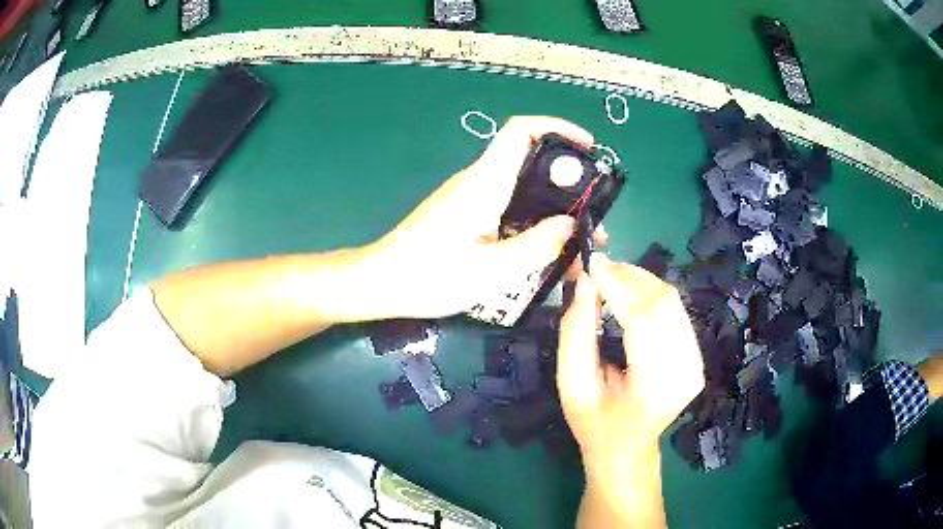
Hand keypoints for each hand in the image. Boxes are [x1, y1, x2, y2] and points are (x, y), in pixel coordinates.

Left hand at [367, 116, 600, 318]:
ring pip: (524, 190)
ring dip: (556, 209)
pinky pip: (511, 210)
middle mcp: (480, 182)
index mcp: (484, 184)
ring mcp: (473, 198)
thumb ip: (535, 247)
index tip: (589, 148)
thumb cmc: (429, 276)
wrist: (382, 283)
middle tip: (595, 214)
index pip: (521, 131)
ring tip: (582, 241)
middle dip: (569, 182)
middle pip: (531, 162)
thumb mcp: (490, 272)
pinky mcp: (469, 216)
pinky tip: (550, 252)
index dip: (558, 128)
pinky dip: (535, 223)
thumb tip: (571, 225)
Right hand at [557, 254, 704, 466]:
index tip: (592, 263)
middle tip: (598, 267)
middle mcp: (685, 371)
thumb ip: (575, 332)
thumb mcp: (571, 384)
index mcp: (653, 388)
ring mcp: (696, 362)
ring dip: (640, 281)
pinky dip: (651, 294)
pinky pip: (676, 310)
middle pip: (663, 303)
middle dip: (629, 276)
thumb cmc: (594, 423)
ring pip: (672, 300)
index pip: (643, 319)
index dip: (618, 285)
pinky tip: (630, 295)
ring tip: (610, 278)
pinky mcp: (697, 355)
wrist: (627, 447)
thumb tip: (583, 282)